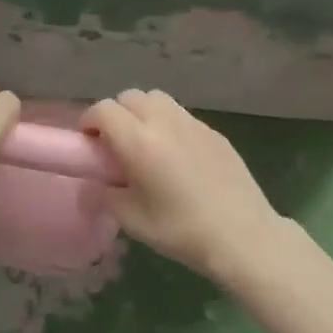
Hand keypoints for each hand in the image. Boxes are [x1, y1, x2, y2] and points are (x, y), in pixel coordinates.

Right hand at [80, 89, 281, 279]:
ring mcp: (192, 123)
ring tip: (145, 144)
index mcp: (139, 141)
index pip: (103, 110)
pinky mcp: (214, 131)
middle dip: (116, 114)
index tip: (88, 144)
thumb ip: (106, 195)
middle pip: (130, 97)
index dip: (89, 122)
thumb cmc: (182, 230)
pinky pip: (181, 115)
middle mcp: (164, 122)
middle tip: (115, 145)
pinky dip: (168, 124)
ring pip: (157, 99)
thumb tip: (96, 184)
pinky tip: (175, 155)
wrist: (243, 236)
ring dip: (142, 113)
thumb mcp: (133, 220)